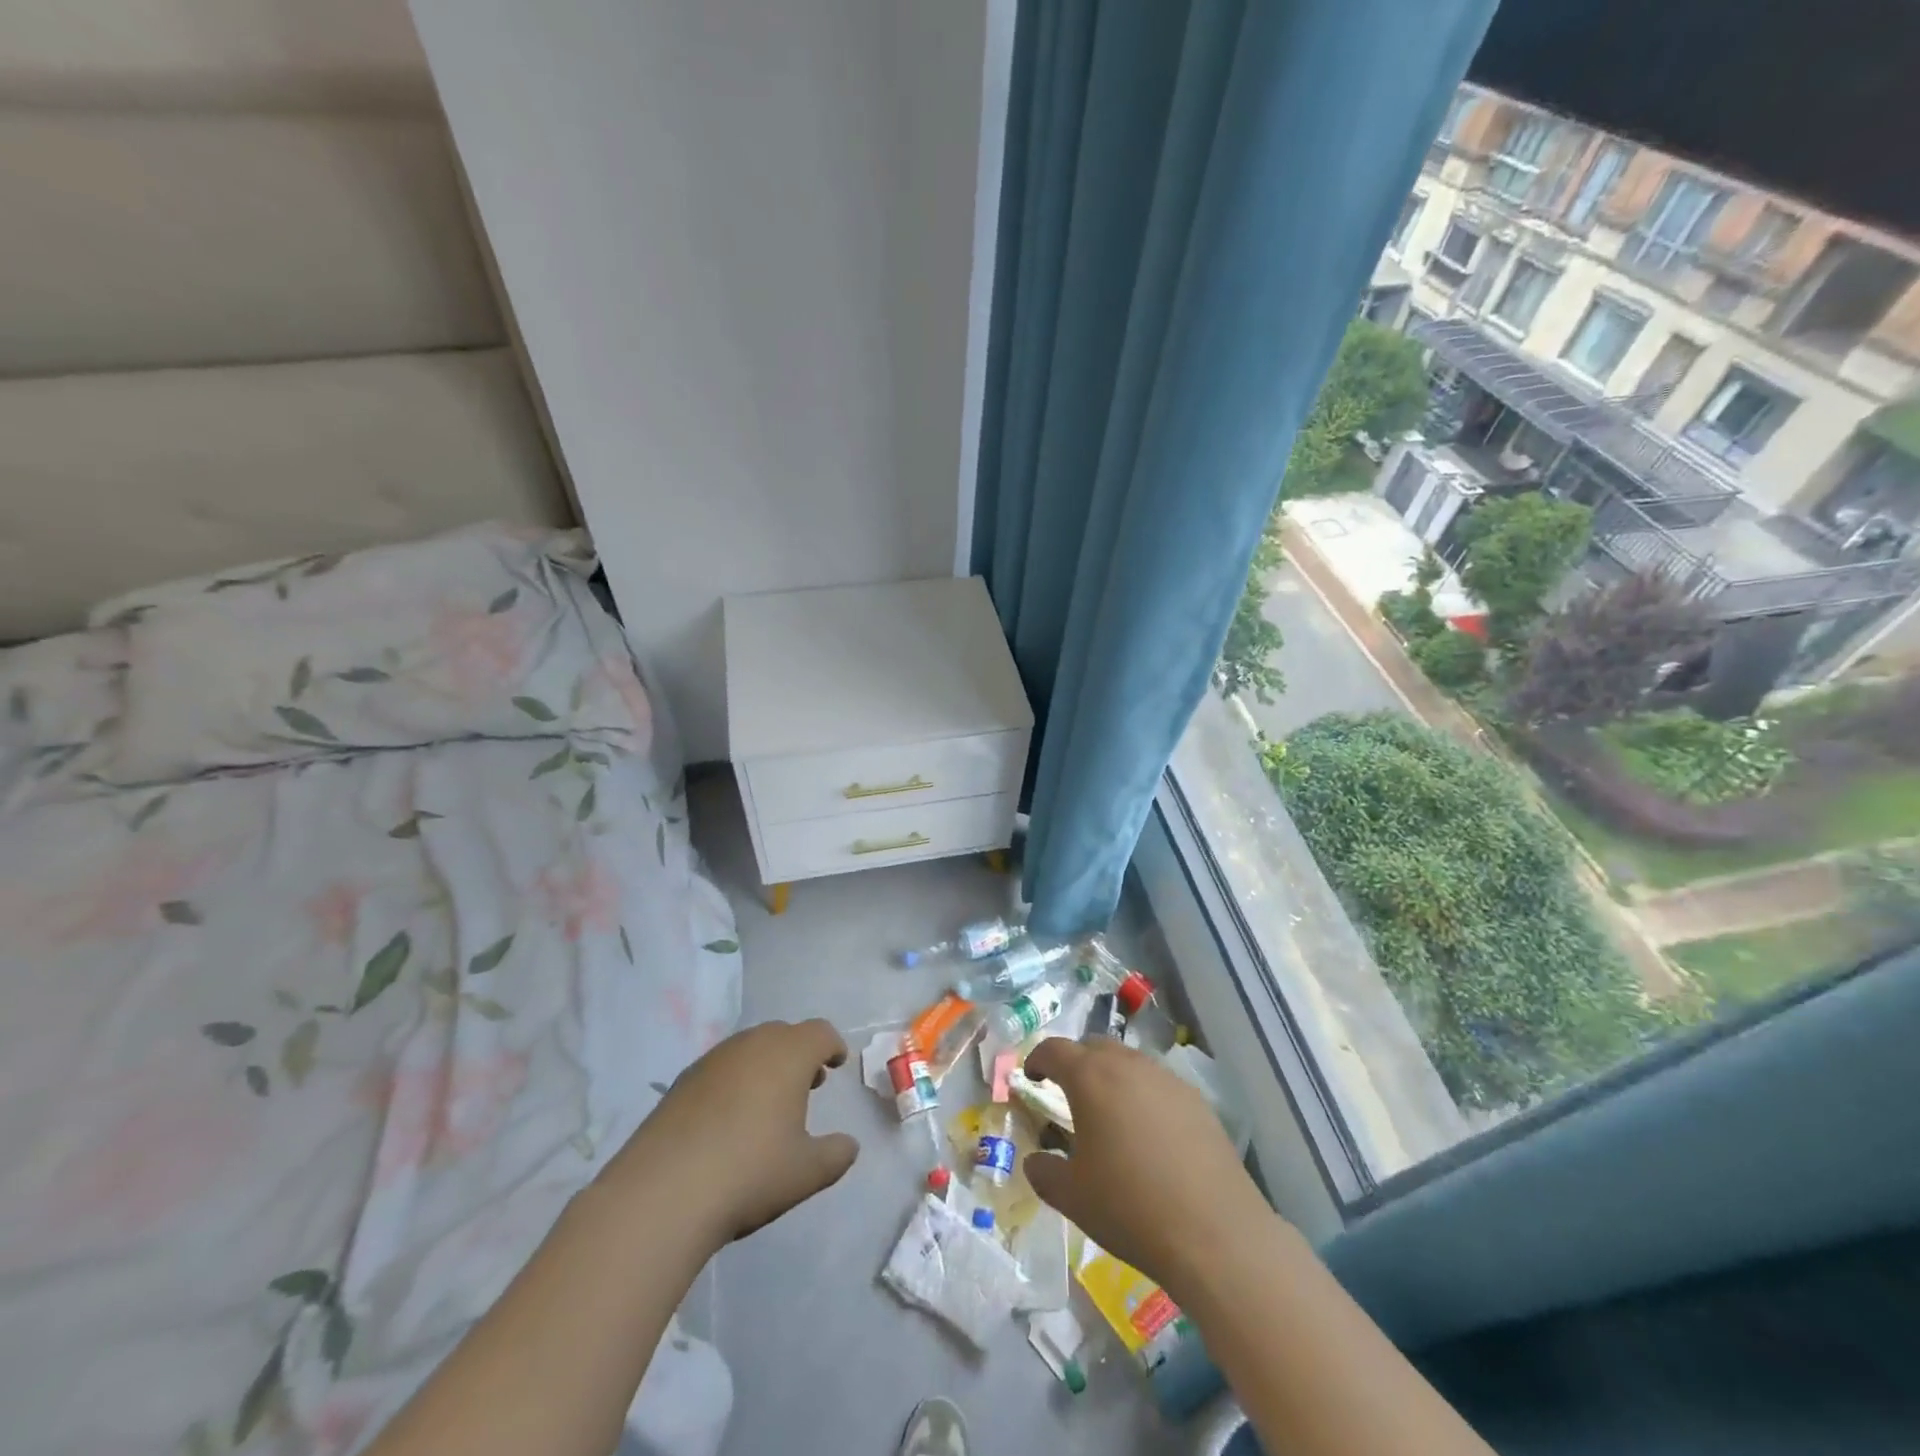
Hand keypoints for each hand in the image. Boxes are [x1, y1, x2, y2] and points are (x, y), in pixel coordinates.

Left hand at [599, 1019, 858, 1250]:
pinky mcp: (681, 1082)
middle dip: (799, 1054)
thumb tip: (849, 1146)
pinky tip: (729, 1121)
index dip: (832, 1046)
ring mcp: (712, 1060)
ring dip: (766, 1066)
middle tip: (808, 1085)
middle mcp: (751, 1045)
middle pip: (783, 1034)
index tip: (836, 1064)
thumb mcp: (806, 1172)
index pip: (819, 1033)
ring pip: (749, 1048)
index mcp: (788, 1054)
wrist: (661, 1194)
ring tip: (768, 1104)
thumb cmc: (749, 1173)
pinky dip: (735, 1081)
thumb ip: (836, 1155)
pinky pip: (721, 1068)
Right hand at [1022, 1037, 1272, 1301]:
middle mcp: (1128, 1066)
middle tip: (1068, 1094)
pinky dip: (1143, 1095)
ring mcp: (1166, 1079)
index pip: (1054, 1049)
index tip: (1031, 1078)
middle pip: (1094, 1047)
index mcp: (1090, 1078)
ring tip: (1109, 1115)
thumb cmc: (1130, 1208)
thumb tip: (1035, 1160)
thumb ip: (1044, 1172)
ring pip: (1129, 1062)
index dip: (1037, 1059)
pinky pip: (1158, 1084)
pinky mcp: (1197, 1101)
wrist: (1215, 1233)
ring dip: (1111, 1077)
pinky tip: (1149, 1134)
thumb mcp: (1072, 1197)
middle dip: (1076, 1063)